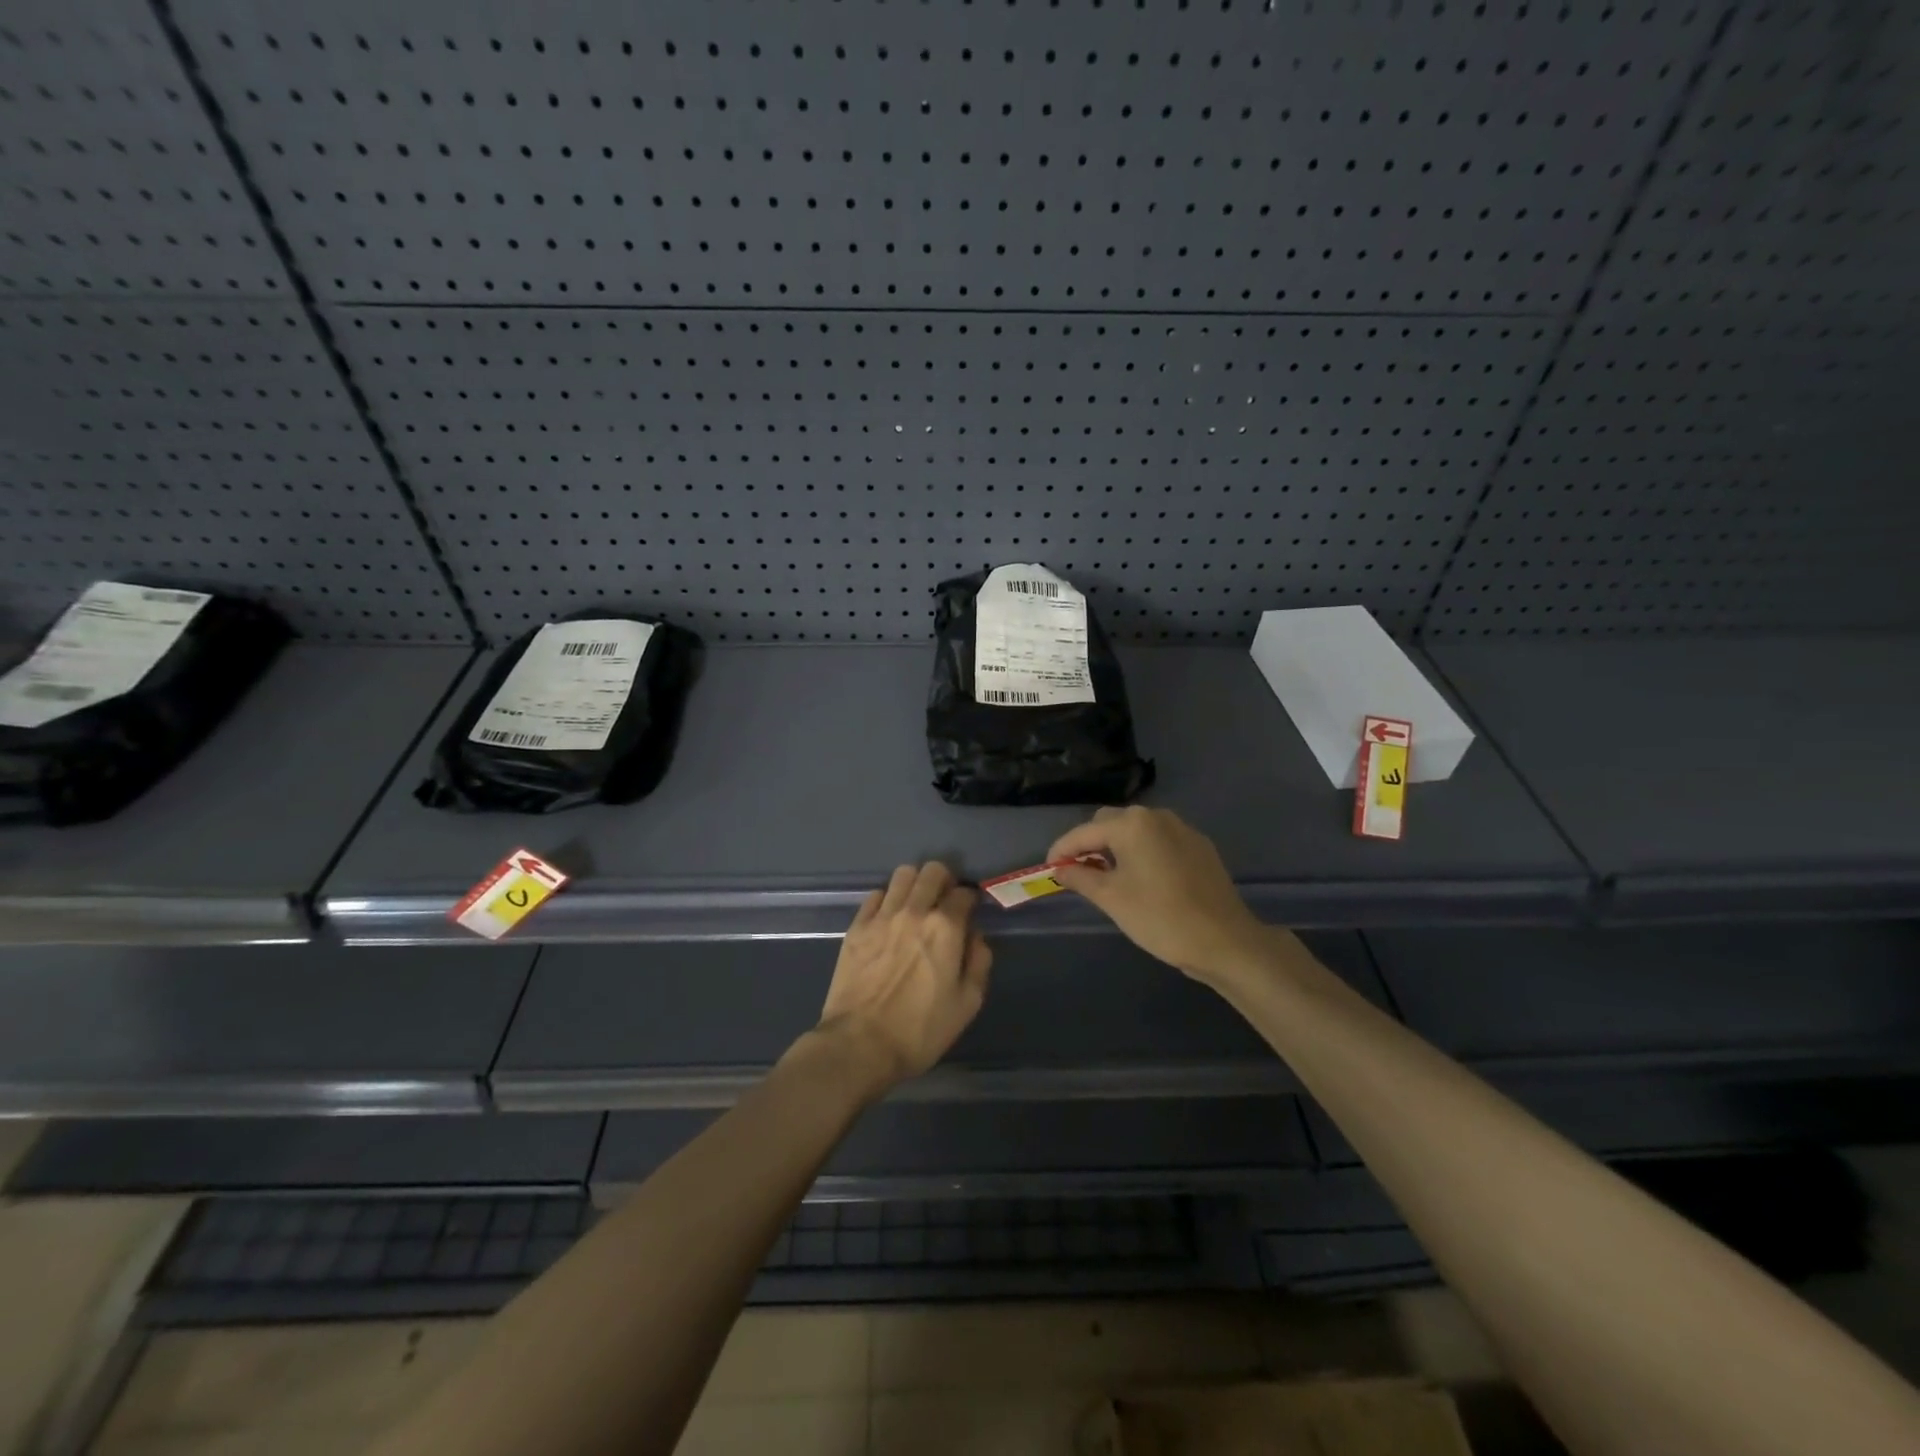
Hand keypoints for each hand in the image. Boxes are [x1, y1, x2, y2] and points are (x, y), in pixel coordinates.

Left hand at [812, 862, 991, 1092]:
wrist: (860, 1045)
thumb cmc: (920, 1030)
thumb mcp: (967, 1004)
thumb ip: (979, 961)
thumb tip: (975, 936)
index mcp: (945, 928)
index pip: (964, 893)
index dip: (971, 900)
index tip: (970, 912)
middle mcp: (914, 911)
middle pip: (933, 871)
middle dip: (945, 881)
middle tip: (944, 902)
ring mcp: (881, 916)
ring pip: (903, 874)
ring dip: (916, 883)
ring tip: (917, 904)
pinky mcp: (856, 926)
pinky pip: (876, 895)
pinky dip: (888, 900)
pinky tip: (890, 919)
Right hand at [1048, 806, 1270, 983]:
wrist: (1225, 940)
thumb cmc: (1160, 918)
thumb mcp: (1111, 899)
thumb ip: (1080, 878)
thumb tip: (1060, 870)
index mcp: (1131, 824)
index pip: (1084, 832)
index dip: (1062, 850)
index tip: (1050, 869)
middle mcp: (1156, 816)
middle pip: (1110, 823)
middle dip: (1090, 844)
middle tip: (1079, 873)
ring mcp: (1182, 829)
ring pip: (1137, 830)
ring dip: (1117, 847)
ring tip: (1109, 877)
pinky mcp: (1199, 846)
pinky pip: (1160, 841)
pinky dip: (1143, 852)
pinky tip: (1143, 879)